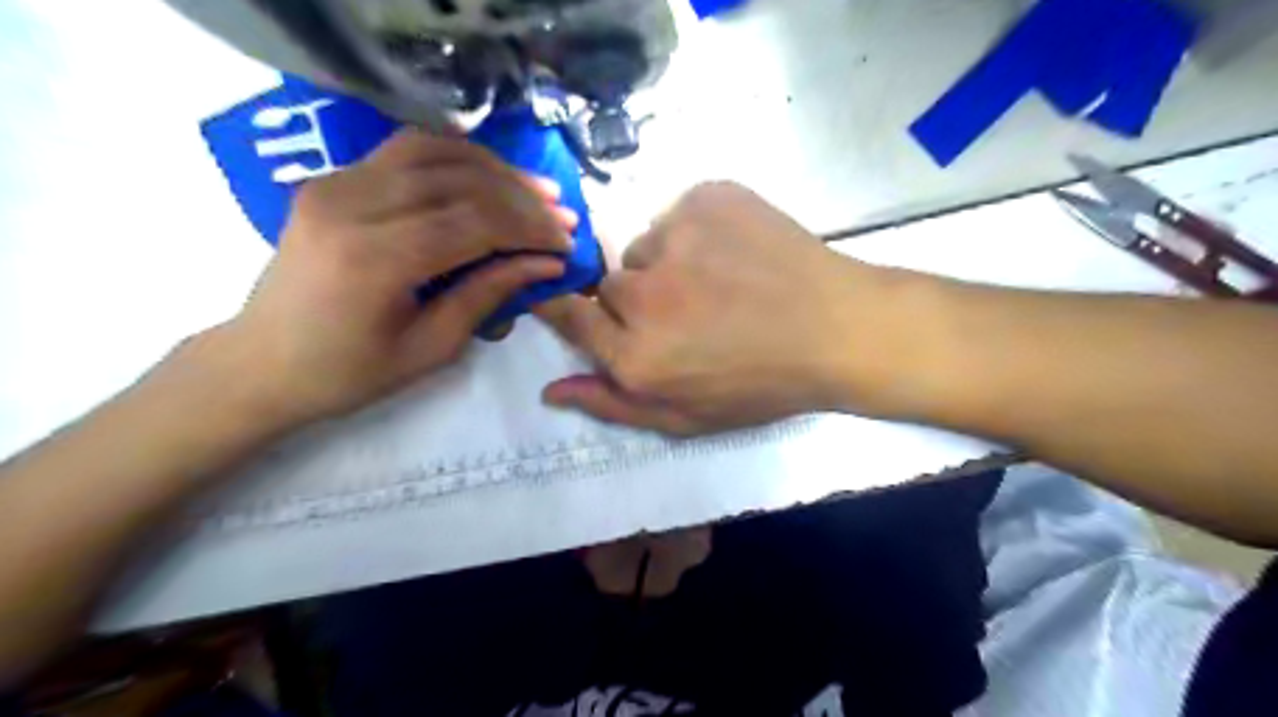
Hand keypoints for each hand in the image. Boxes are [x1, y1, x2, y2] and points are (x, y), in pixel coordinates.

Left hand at [220, 128, 574, 425]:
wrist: (261, 362)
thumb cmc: (348, 373)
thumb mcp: (431, 348)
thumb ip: (488, 295)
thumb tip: (545, 264)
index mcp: (375, 259)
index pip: (473, 222)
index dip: (529, 229)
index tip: (566, 243)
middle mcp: (351, 205)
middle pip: (458, 180)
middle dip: (521, 197)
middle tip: (562, 215)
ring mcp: (334, 183)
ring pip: (433, 150)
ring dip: (493, 168)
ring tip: (535, 190)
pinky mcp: (331, 179)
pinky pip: (405, 151)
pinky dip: (455, 157)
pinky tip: (486, 175)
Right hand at [536, 183, 884, 433]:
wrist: (838, 329)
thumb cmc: (761, 385)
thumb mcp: (686, 418)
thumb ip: (613, 404)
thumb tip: (551, 390)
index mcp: (636, 354)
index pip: (567, 314)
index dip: (568, 308)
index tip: (578, 306)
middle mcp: (645, 293)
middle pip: (609, 283)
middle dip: (636, 299)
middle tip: (688, 311)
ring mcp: (677, 237)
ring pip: (646, 246)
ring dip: (668, 263)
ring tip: (720, 282)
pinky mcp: (707, 198)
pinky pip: (679, 213)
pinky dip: (697, 231)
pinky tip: (735, 253)